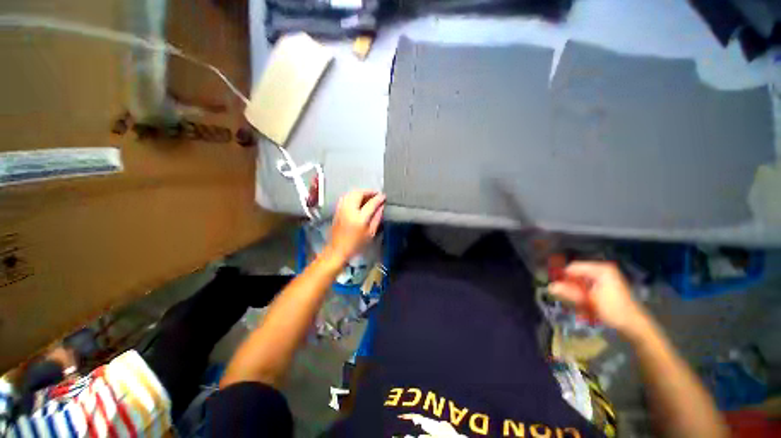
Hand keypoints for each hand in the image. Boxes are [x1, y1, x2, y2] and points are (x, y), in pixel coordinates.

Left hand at [325, 190, 385, 262]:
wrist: (337, 250)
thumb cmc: (356, 244)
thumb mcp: (370, 234)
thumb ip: (376, 218)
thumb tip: (381, 207)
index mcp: (359, 218)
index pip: (371, 203)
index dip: (378, 198)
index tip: (384, 196)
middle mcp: (349, 210)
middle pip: (359, 193)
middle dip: (369, 192)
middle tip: (376, 194)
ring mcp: (342, 208)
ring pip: (351, 193)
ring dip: (361, 192)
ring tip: (368, 196)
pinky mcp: (337, 209)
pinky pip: (346, 197)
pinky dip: (354, 195)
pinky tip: (359, 199)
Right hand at [549, 261, 647, 335]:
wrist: (634, 326)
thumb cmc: (613, 310)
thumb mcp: (589, 301)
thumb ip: (569, 292)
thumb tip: (551, 286)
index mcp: (600, 269)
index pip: (573, 268)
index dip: (563, 277)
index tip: (557, 289)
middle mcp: (602, 271)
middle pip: (576, 276)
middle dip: (571, 288)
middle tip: (570, 301)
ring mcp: (605, 279)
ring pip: (580, 284)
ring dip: (577, 295)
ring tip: (580, 307)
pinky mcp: (605, 288)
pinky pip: (587, 289)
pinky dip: (583, 298)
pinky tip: (585, 308)